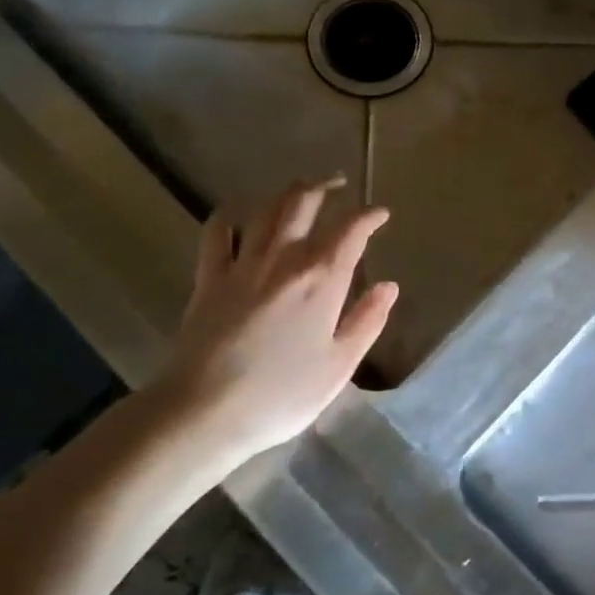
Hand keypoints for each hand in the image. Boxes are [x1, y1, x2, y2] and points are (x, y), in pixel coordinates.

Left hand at [151, 177, 396, 466]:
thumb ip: (367, 321)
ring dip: (287, 193)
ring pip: (267, 210)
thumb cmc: (282, 395)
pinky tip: (239, 216)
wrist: (204, 411)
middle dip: (324, 186)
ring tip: (301, 191)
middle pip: (304, 203)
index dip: (369, 216)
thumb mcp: (339, 365)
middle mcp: (284, 258)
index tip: (380, 214)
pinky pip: (218, 232)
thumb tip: (389, 286)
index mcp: (322, 278)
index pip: (352, 230)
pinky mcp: (209, 277)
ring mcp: (243, 264)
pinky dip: (231, 216)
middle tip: (338, 183)